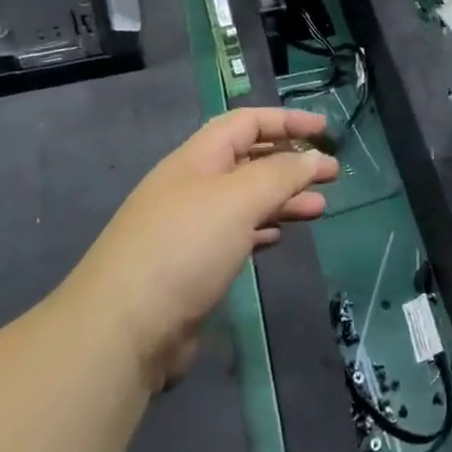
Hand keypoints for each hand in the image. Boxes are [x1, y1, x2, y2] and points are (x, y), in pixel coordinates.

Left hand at [67, 108, 338, 389]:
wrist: (121, 331)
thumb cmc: (184, 248)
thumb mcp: (238, 199)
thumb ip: (281, 174)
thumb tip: (313, 156)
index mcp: (197, 158)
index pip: (247, 123)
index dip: (287, 120)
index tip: (324, 130)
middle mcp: (192, 186)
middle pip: (248, 160)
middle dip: (290, 162)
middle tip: (330, 174)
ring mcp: (189, 227)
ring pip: (245, 199)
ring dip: (283, 198)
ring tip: (319, 208)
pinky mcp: (190, 267)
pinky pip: (235, 234)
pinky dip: (262, 228)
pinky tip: (280, 236)